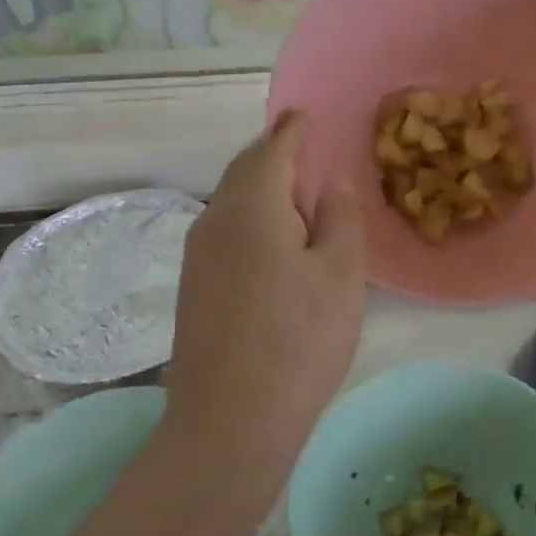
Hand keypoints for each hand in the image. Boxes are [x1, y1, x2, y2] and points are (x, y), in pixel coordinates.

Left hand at [162, 114, 365, 480]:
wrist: (230, 421)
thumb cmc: (299, 341)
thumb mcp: (341, 276)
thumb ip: (339, 218)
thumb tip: (330, 181)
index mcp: (252, 206)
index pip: (273, 149)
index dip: (293, 130)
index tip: (306, 114)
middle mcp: (215, 220)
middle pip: (245, 172)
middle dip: (274, 155)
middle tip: (304, 150)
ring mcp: (197, 256)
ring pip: (232, 203)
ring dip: (261, 189)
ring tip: (295, 195)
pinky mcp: (193, 287)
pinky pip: (225, 232)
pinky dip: (251, 220)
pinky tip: (272, 242)